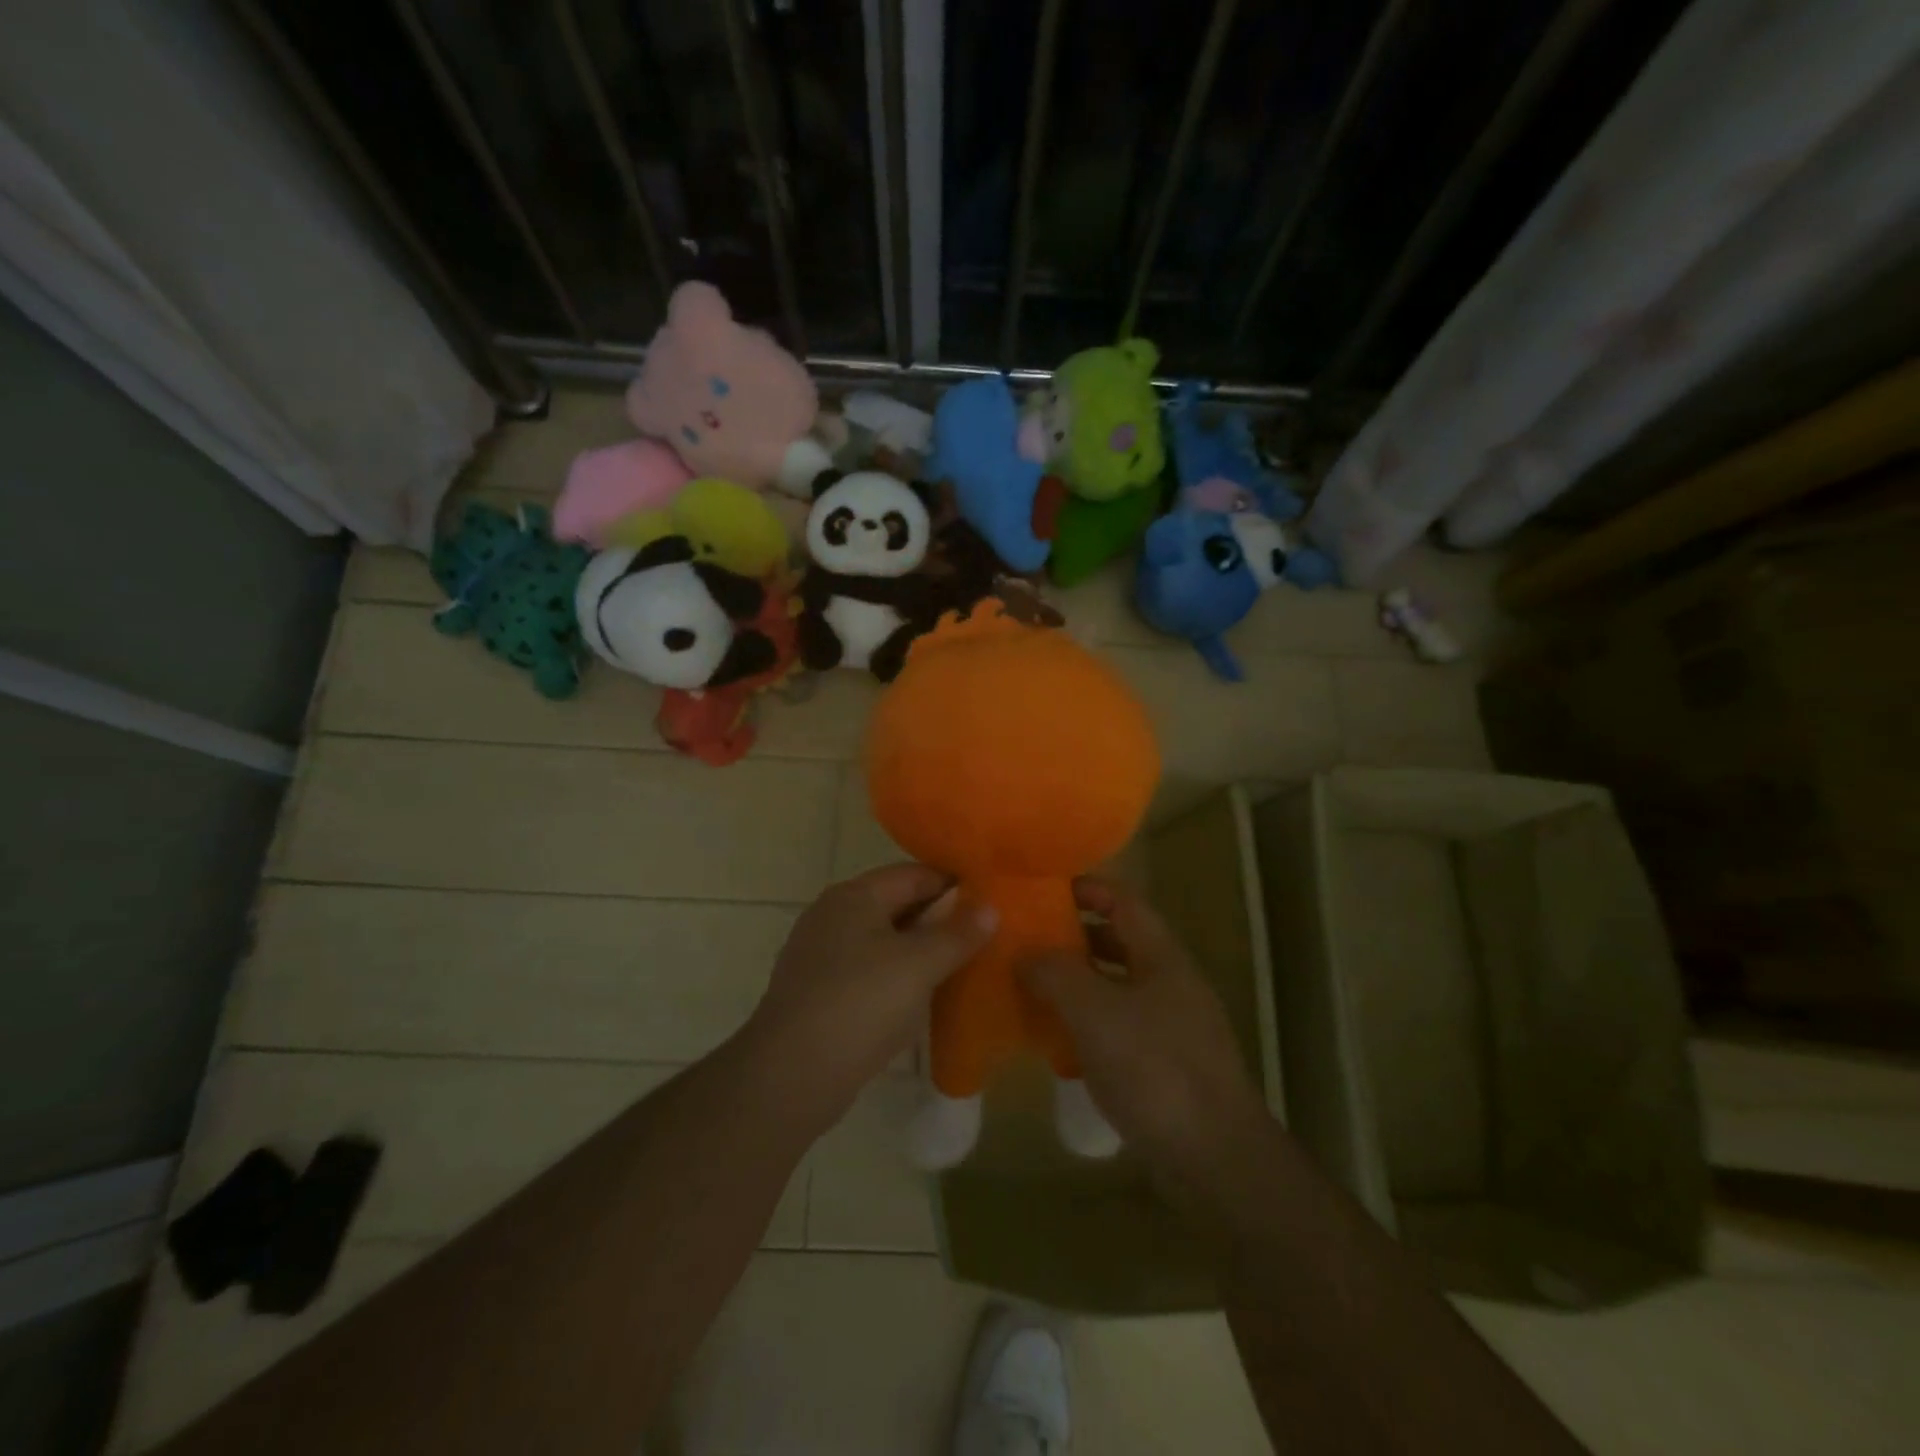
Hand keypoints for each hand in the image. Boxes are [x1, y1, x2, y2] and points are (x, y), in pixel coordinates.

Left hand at [744, 864, 997, 1135]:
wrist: (790, 1076)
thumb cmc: (860, 1004)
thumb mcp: (919, 965)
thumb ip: (957, 934)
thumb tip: (990, 907)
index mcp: (854, 896)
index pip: (914, 874)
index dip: (954, 885)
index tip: (992, 902)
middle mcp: (832, 916)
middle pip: (898, 906)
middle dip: (940, 920)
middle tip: (986, 937)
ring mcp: (821, 956)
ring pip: (884, 942)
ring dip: (920, 952)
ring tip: (963, 967)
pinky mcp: (818, 993)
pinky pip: (869, 973)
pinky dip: (898, 979)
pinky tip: (923, 999)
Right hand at [1021, 877, 1269, 1184]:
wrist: (1216, 1160)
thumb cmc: (1155, 1069)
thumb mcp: (1095, 1012)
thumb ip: (1056, 973)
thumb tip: (1024, 952)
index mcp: (1162, 957)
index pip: (1124, 901)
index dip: (1087, 888)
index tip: (1043, 889)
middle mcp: (1170, 983)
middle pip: (1119, 942)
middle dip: (1074, 936)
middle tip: (1027, 938)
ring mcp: (1172, 1026)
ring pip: (1117, 987)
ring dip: (1078, 983)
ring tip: (1032, 985)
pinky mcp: (1166, 1066)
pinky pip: (1119, 1028)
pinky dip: (1088, 1024)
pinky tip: (1057, 1041)